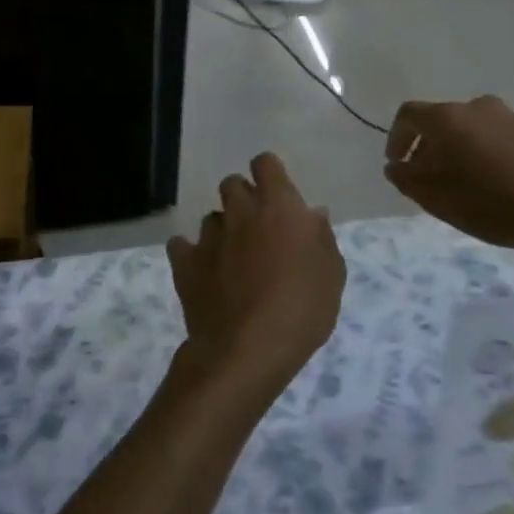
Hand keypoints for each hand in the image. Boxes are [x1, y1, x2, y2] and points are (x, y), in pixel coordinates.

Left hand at [166, 153, 345, 403]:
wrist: (247, 350)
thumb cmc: (301, 310)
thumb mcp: (331, 275)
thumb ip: (321, 238)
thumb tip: (312, 215)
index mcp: (278, 206)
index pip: (265, 163)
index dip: (269, 174)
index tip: (277, 195)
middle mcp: (240, 211)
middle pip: (233, 184)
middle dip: (243, 200)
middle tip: (258, 231)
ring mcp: (208, 236)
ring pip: (211, 218)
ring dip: (222, 231)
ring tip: (233, 261)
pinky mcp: (185, 262)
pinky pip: (182, 246)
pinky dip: (191, 254)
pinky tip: (203, 273)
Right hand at [382, 96, 513, 257]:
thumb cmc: (489, 204)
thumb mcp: (436, 198)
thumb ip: (407, 178)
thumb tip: (395, 166)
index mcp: (449, 117)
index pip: (409, 115)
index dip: (396, 138)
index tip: (397, 164)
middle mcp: (477, 106)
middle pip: (440, 121)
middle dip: (427, 147)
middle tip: (427, 178)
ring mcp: (509, 116)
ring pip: (469, 128)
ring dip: (457, 149)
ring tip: (460, 182)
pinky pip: (494, 136)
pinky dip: (483, 152)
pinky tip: (491, 182)